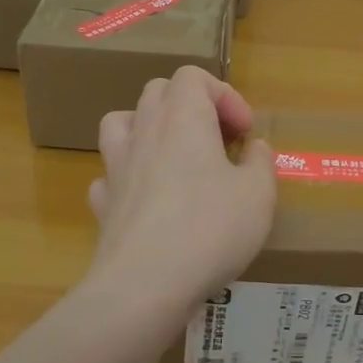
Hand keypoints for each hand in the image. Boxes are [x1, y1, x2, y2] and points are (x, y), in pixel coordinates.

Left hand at [85, 67, 276, 316]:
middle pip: (158, 91)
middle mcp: (144, 131)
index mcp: (183, 118)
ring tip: (173, 156)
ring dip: (148, 128)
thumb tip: (253, 148)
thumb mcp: (258, 195)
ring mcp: (116, 166)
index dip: (224, 95)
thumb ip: (260, 162)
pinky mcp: (103, 203)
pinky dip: (129, 177)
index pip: (194, 76)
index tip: (243, 132)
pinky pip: (111, 174)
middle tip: (217, 141)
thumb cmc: (209, 229)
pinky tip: (146, 199)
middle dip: (190, 106)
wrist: (144, 285)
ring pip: (121, 122)